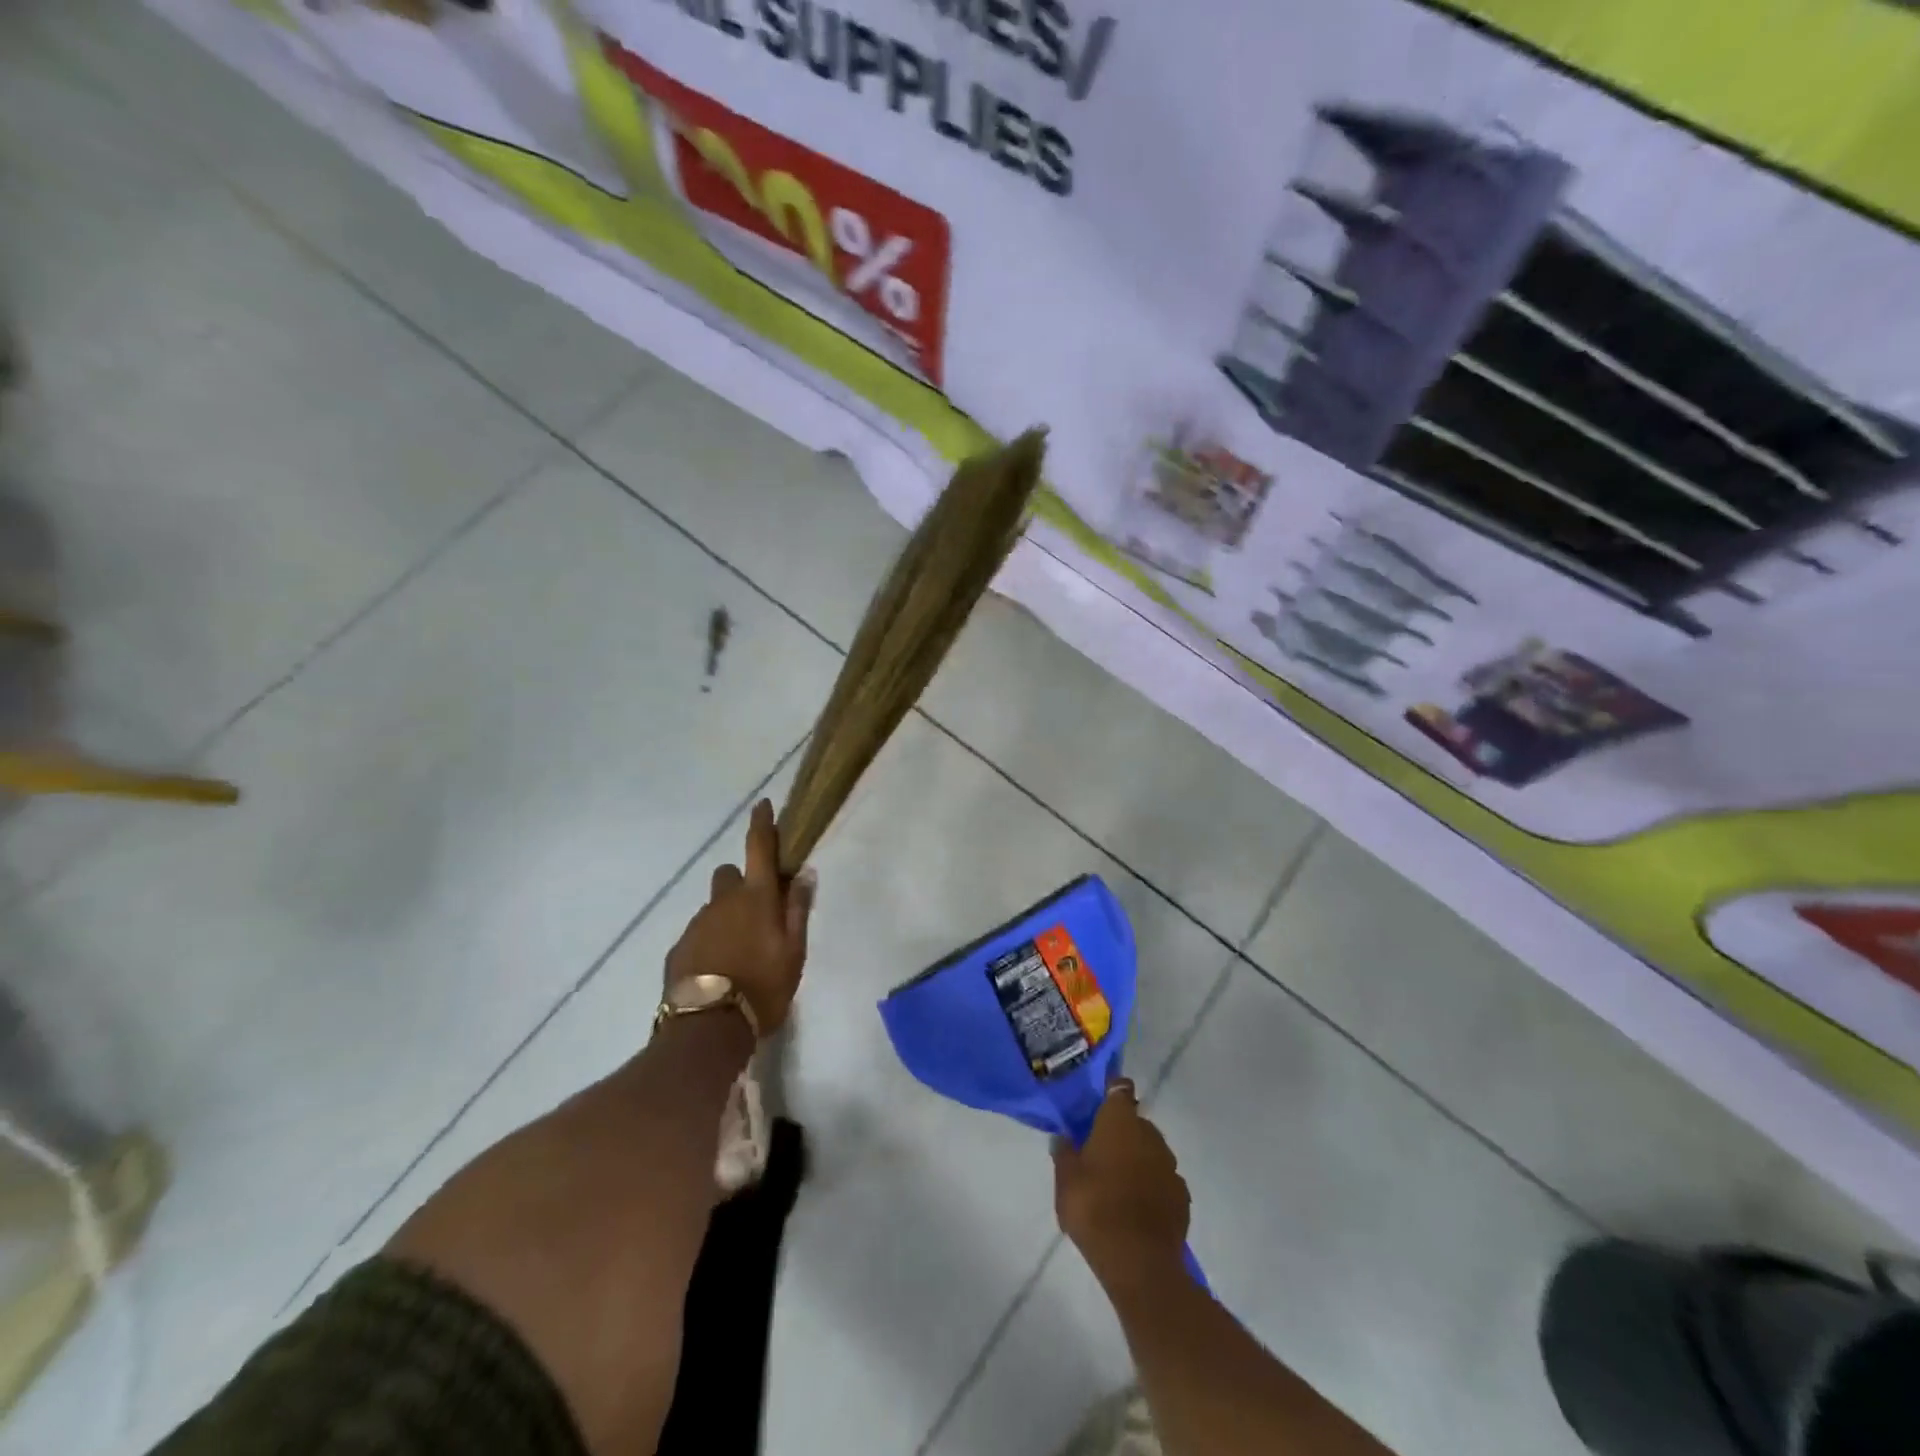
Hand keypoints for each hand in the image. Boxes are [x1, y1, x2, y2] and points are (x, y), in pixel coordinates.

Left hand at [663, 799, 814, 1035]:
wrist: (708, 1028)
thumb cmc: (763, 987)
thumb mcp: (794, 952)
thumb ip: (797, 910)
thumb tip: (802, 874)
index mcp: (756, 898)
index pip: (759, 849)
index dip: (762, 825)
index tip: (762, 805)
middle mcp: (722, 902)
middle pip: (729, 876)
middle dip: (742, 883)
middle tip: (757, 912)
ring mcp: (696, 924)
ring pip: (714, 907)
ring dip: (727, 917)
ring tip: (740, 953)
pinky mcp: (679, 948)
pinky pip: (699, 933)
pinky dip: (711, 941)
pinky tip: (720, 970)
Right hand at [1053, 1080, 1190, 1287]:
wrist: (1138, 1262)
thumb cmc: (1094, 1209)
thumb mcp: (1065, 1180)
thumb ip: (1064, 1153)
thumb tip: (1064, 1137)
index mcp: (1119, 1122)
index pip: (1120, 1089)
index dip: (1112, 1092)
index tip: (1100, 1104)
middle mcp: (1149, 1134)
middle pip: (1136, 1122)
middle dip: (1122, 1132)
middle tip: (1101, 1152)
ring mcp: (1170, 1165)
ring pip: (1151, 1151)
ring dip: (1138, 1159)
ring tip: (1119, 1182)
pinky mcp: (1182, 1196)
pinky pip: (1164, 1180)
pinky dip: (1153, 1185)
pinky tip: (1138, 1205)